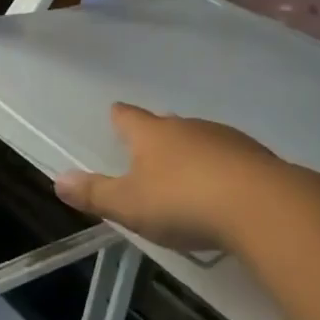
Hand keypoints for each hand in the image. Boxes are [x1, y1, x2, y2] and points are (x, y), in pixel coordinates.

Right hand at [54, 103, 290, 252]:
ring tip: (185, 172)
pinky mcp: (255, 157)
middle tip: (148, 148)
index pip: (128, 117)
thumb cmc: (183, 201)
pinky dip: (221, 168)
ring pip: (200, 138)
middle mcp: (187, 126)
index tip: (115, 113)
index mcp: (152, 133)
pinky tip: (223, 188)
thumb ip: (95, 193)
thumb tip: (58, 179)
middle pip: (165, 124)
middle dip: (156, 135)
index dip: (119, 117)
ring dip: (191, 151)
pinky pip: (229, 157)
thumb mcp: (130, 205)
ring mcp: (224, 138)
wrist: (261, 205)